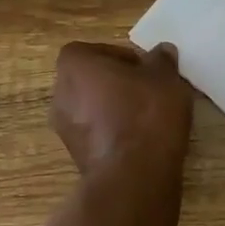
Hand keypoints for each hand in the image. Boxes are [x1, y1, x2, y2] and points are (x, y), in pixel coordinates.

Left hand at [50, 41, 192, 174]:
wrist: (134, 174)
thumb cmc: (145, 113)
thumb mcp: (164, 77)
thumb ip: (161, 60)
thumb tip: (162, 52)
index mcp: (74, 64)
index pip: (94, 50)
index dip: (121, 57)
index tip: (144, 69)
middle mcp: (60, 93)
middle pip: (91, 80)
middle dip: (116, 83)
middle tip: (147, 90)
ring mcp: (64, 128)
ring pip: (92, 108)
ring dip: (114, 109)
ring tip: (147, 116)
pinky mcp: (76, 156)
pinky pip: (96, 133)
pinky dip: (113, 132)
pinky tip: (140, 139)